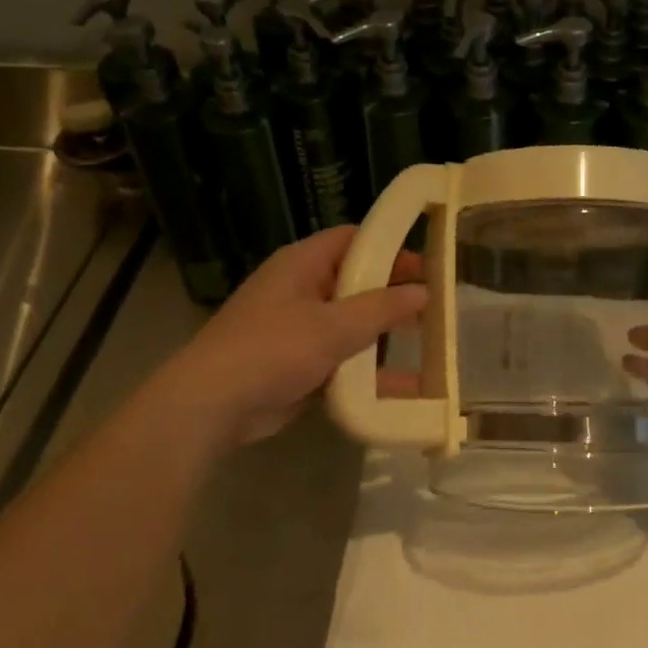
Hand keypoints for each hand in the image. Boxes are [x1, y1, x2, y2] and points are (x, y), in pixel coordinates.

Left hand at [162, 226, 427, 448]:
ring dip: (383, 337)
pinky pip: (342, 360)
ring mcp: (298, 329)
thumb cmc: (272, 350)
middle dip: (392, 297)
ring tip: (428, 348)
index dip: (390, 249)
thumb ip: (381, 309)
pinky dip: (368, 370)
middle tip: (433, 310)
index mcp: (302, 264)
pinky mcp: (298, 364)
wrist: (213, 406)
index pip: (353, 240)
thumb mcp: (333, 326)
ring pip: (351, 325)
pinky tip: (405, 388)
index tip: (426, 268)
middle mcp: (301, 290)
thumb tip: (423, 292)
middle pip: (356, 284)